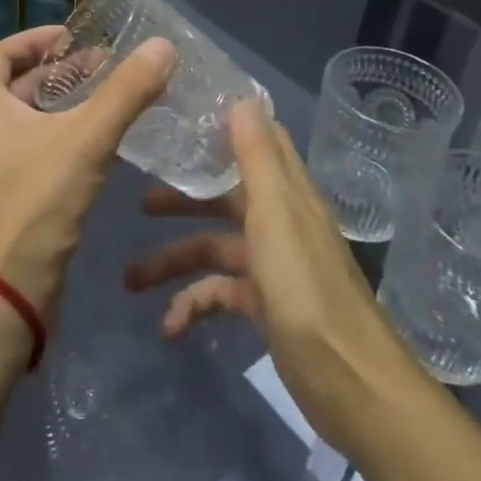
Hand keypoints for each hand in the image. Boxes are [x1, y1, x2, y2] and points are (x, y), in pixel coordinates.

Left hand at [0, 25, 175, 318]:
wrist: (2, 293)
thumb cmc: (34, 203)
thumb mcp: (85, 140)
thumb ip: (126, 92)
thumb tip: (163, 45)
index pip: (0, 54)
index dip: (36, 39)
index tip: (74, 36)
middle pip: (18, 85)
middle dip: (62, 72)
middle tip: (107, 65)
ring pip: (31, 121)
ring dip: (67, 105)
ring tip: (112, 99)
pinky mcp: (9, 196)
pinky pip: (38, 151)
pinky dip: (66, 138)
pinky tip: (103, 145)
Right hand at [123, 96, 417, 455]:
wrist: (349, 383)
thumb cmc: (306, 289)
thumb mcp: (276, 215)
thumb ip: (257, 158)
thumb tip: (243, 96)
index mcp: (286, 193)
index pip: (259, 143)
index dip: (224, 126)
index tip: (181, 118)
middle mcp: (280, 222)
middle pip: (224, 196)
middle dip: (182, 199)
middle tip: (138, 202)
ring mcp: (273, 266)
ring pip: (214, 249)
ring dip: (174, 261)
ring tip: (131, 279)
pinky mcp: (265, 306)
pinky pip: (219, 295)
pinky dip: (194, 307)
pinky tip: (170, 327)